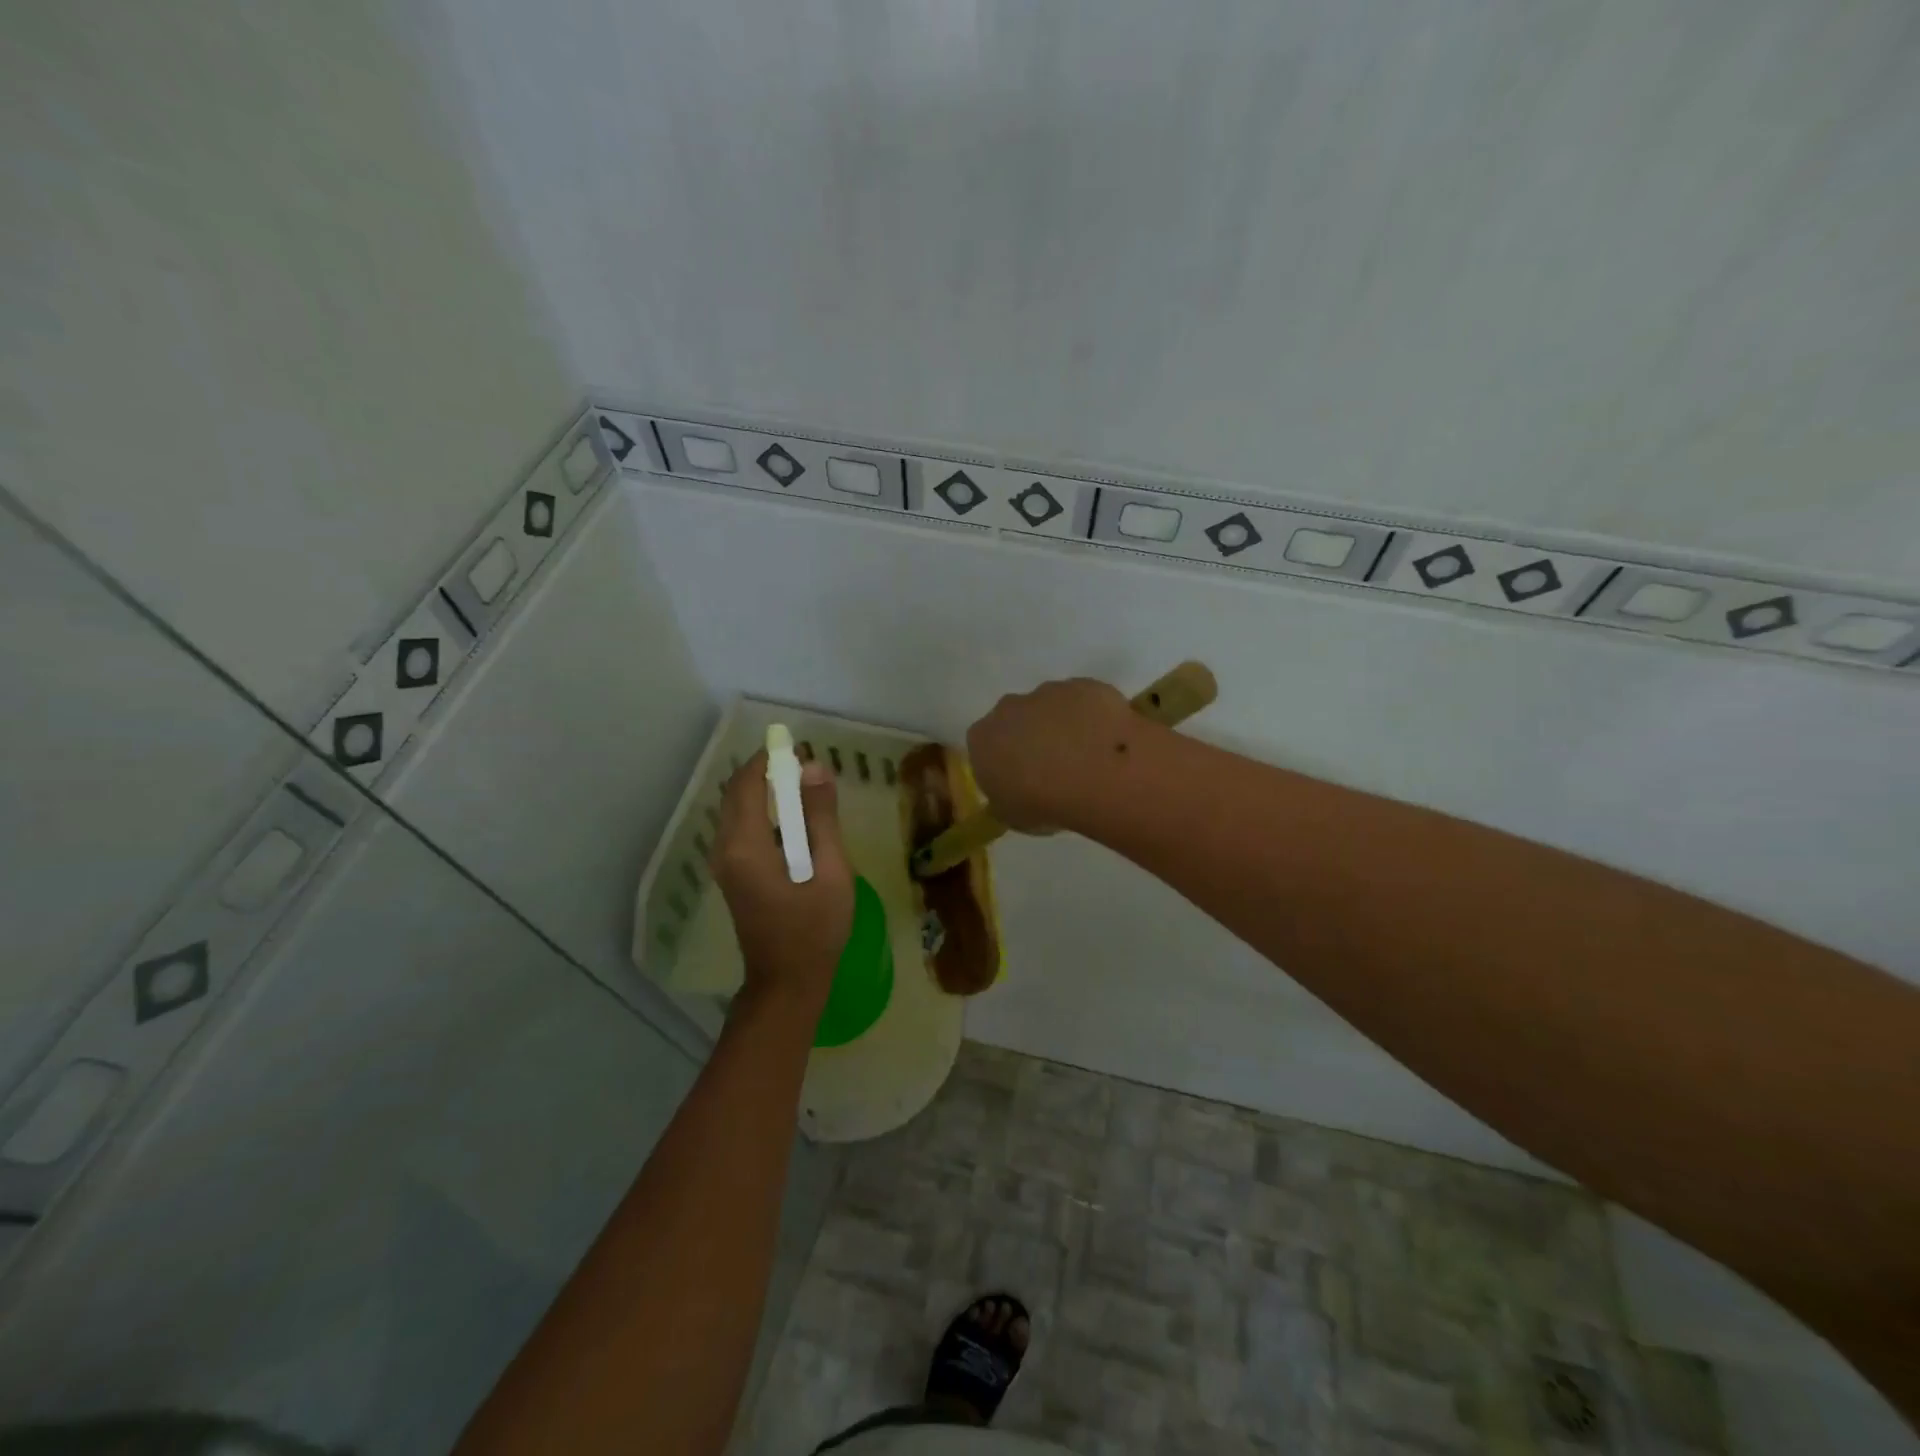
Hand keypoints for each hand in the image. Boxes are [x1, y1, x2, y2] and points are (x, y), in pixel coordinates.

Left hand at [710, 750, 854, 1011]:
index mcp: (745, 846)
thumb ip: (821, 817)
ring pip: (738, 812)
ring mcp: (725, 865)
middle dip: (768, 775)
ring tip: (807, 793)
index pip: (747, 784)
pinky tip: (796, 826)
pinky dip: (765, 816)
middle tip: (808, 770)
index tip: (800, 750)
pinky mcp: (732, 876)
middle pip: (738, 795)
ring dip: (767, 795)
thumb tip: (815, 768)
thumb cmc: (815, 929)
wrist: (787, 983)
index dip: (770, 761)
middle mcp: (725, 849)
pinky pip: (742, 831)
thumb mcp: (830, 870)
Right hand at [966, 677, 1137, 831]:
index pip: (984, 745)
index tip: (1020, 778)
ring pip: (1051, 706)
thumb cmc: (1043, 803)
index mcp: (982, 738)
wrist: (1095, 774)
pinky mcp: (1085, 685)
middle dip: (1030, 736)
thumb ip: (1005, 798)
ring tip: (1087, 756)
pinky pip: (1086, 701)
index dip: (1003, 761)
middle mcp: (1009, 708)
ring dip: (1063, 724)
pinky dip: (1093, 716)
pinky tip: (1108, 740)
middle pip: (1015, 718)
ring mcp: (1048, 691)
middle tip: (1053, 766)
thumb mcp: (1011, 816)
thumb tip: (1010, 793)